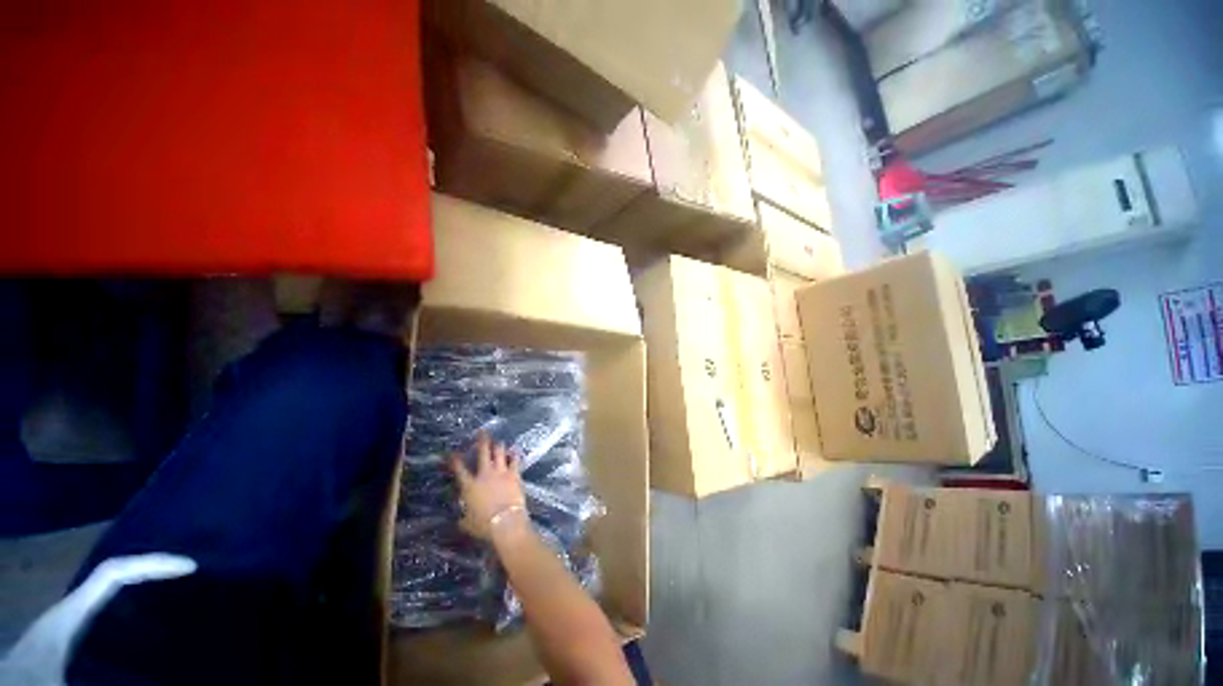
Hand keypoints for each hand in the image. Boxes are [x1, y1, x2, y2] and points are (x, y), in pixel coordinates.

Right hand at [450, 432, 527, 540]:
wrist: (505, 522)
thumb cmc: (484, 525)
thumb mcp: (468, 524)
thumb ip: (464, 518)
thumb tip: (461, 519)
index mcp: (470, 486)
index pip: (459, 469)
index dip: (455, 460)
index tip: (452, 453)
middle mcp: (485, 474)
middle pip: (483, 452)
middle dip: (482, 441)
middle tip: (482, 432)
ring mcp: (501, 472)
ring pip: (499, 452)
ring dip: (499, 445)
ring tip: (499, 441)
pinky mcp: (515, 474)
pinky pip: (515, 460)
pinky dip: (514, 455)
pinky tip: (515, 450)